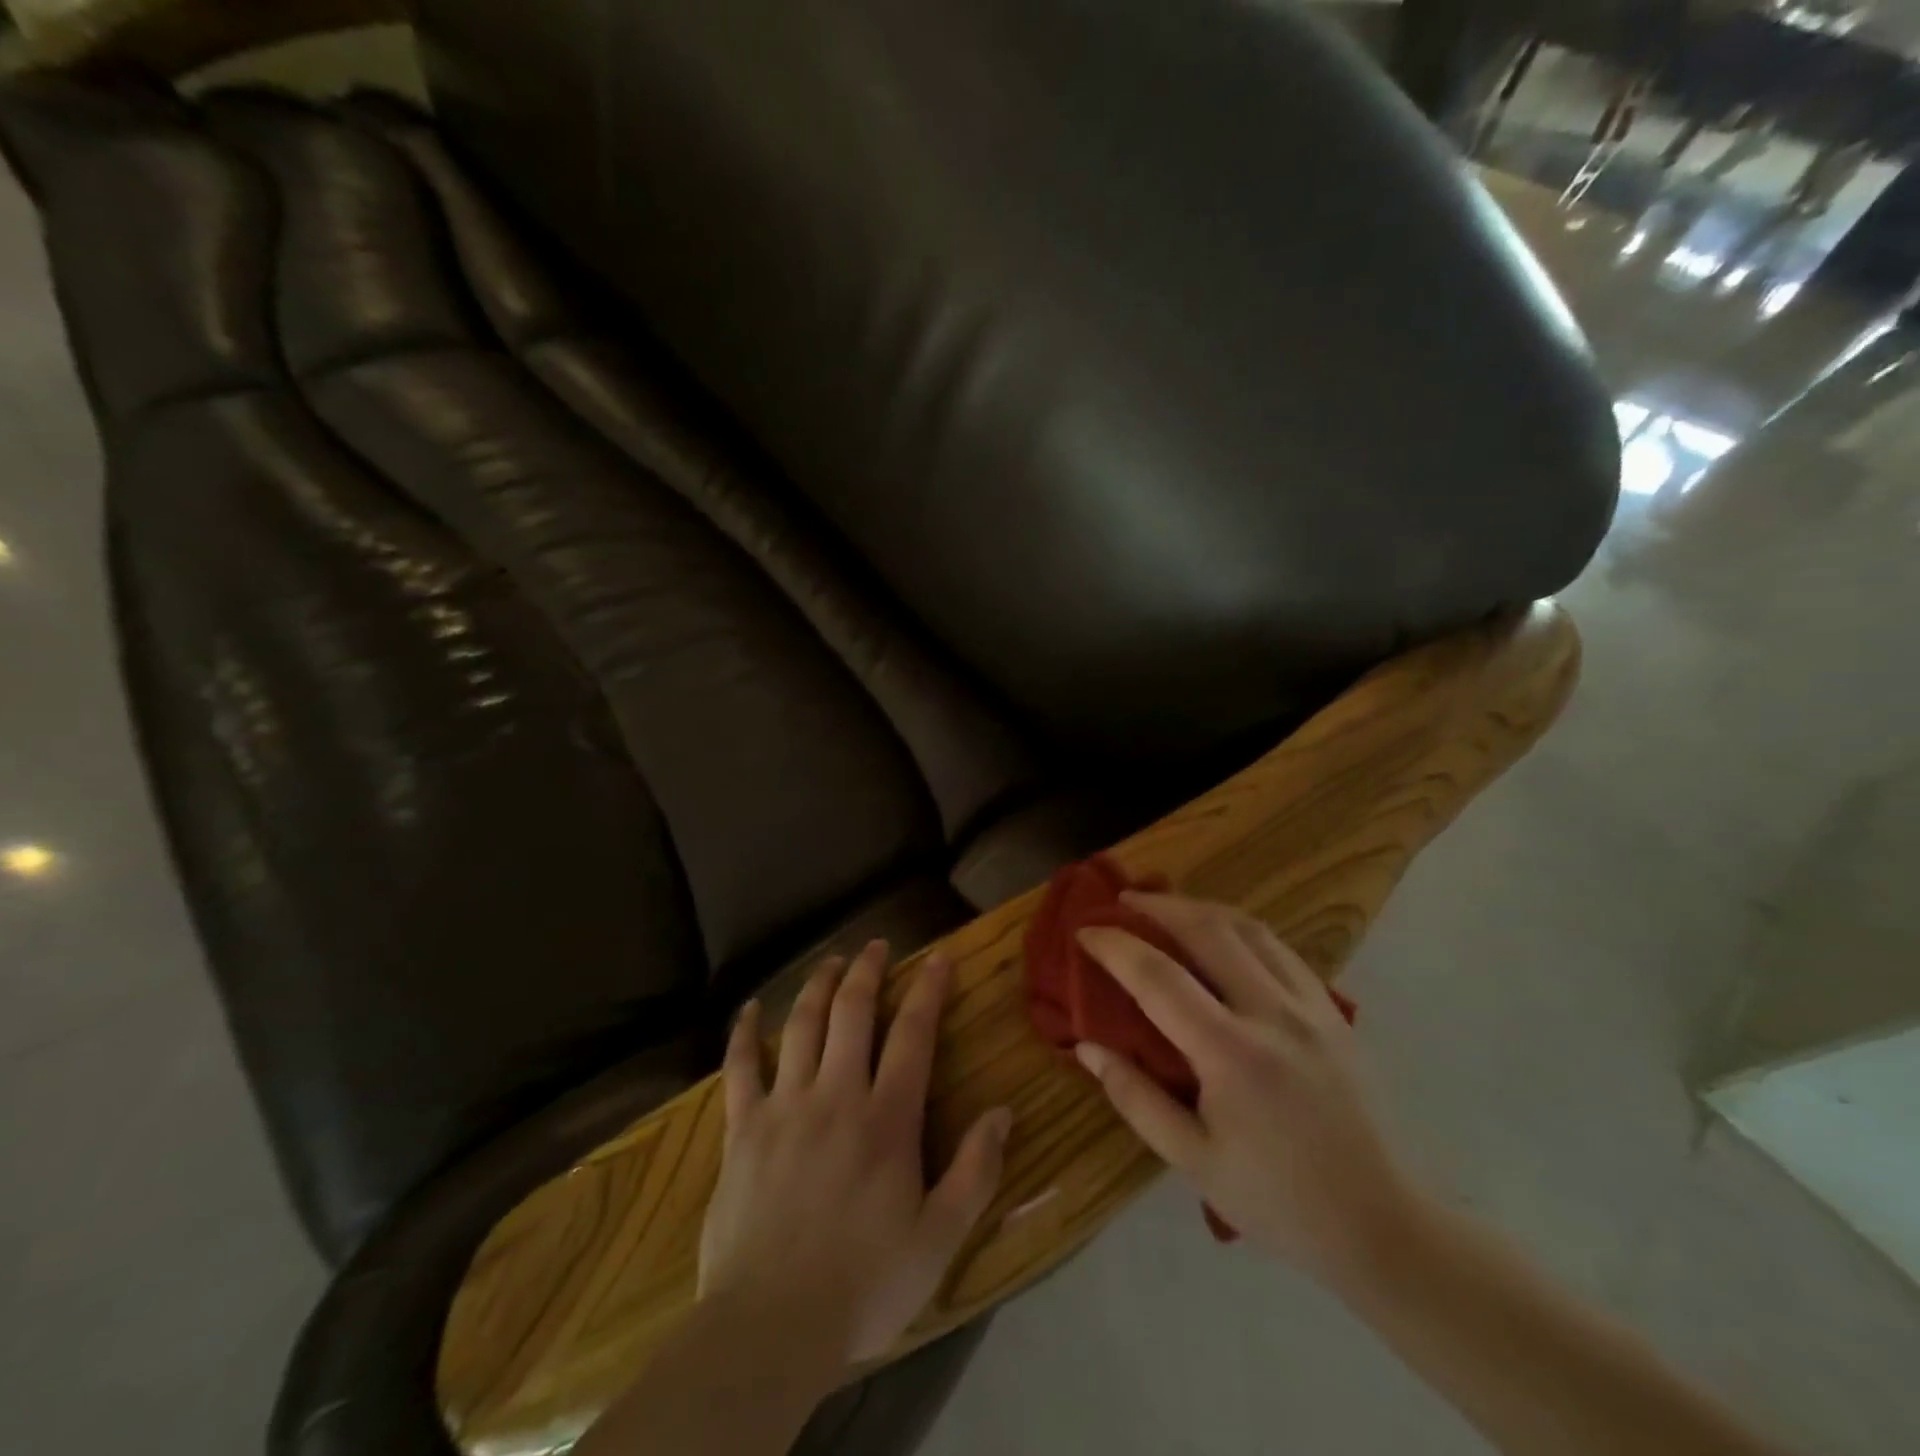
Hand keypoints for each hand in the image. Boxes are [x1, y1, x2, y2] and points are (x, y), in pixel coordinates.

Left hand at [699, 941, 1013, 1367]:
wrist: (769, 1329)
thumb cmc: (863, 1285)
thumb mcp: (939, 1240)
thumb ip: (975, 1172)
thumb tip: (1003, 1112)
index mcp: (886, 1119)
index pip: (913, 1035)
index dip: (928, 990)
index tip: (938, 958)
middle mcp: (836, 1096)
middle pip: (853, 1012)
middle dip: (868, 971)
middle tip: (877, 945)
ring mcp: (784, 1106)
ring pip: (802, 1025)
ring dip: (819, 985)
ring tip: (832, 961)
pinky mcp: (742, 1128)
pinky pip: (739, 1068)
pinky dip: (743, 1033)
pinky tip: (749, 1008)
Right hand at [1074, 895, 1414, 1283]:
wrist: (1382, 1226)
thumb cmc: (1277, 1201)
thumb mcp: (1192, 1160)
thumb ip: (1134, 1096)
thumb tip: (1086, 1046)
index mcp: (1231, 1053)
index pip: (1158, 976)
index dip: (1115, 945)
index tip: (1085, 930)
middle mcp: (1272, 1013)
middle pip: (1207, 929)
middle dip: (1159, 906)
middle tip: (1123, 900)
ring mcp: (1310, 1006)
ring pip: (1249, 928)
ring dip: (1200, 908)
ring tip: (1168, 907)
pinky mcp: (1333, 1011)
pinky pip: (1279, 948)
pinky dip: (1240, 929)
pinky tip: (1223, 937)